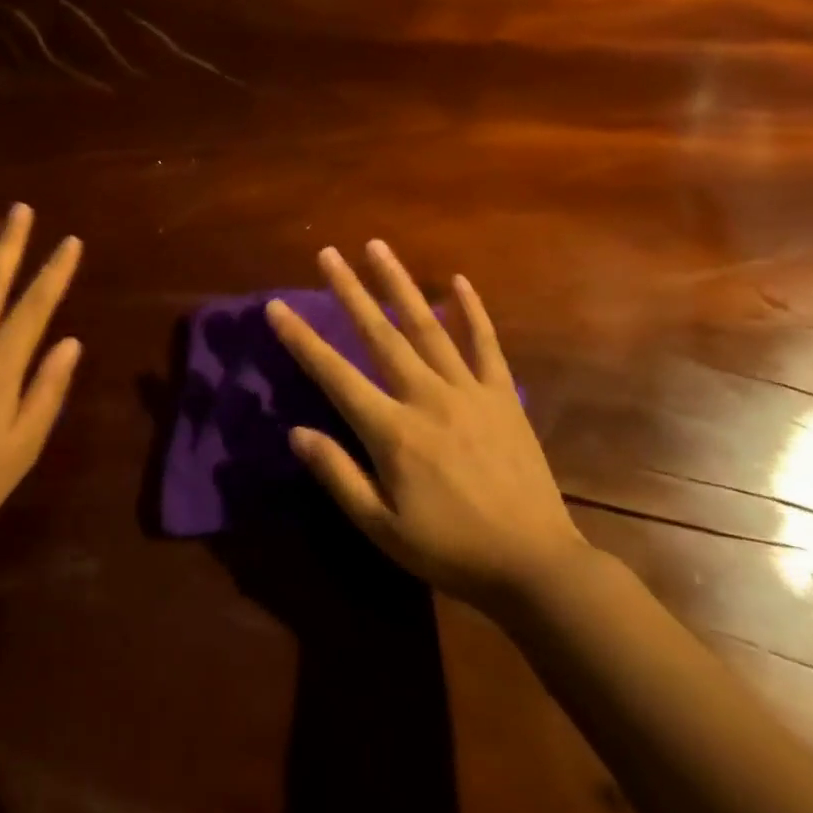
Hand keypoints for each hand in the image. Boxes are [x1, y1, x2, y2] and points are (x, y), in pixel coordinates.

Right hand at [266, 242, 585, 613]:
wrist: (535, 565)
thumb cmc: (450, 550)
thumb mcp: (382, 528)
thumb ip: (338, 475)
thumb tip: (297, 432)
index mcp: (392, 431)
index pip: (334, 374)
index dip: (302, 339)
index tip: (277, 306)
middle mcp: (426, 396)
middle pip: (379, 333)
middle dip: (349, 290)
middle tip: (328, 253)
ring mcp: (468, 390)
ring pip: (427, 325)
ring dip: (399, 283)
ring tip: (377, 247)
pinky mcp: (502, 395)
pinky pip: (486, 343)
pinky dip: (472, 310)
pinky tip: (459, 281)